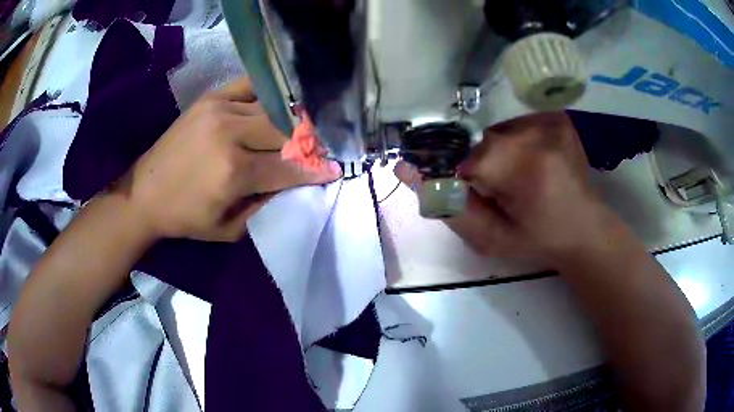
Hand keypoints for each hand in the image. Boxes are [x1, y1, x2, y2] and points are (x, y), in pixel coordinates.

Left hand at [119, 78, 341, 241]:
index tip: (336, 168)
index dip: (315, 168)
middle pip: (285, 130)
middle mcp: (230, 135)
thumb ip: (265, 205)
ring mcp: (220, 110)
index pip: (289, 166)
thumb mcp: (229, 229)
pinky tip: (277, 102)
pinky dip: (268, 94)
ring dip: (290, 119)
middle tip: (318, 148)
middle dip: (307, 141)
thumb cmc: (185, 218)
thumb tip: (294, 182)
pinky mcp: (211, 98)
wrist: (144, 192)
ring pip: (272, 108)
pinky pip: (250, 87)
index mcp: (234, 173)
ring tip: (301, 127)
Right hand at [396, 112, 612, 266]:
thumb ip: (448, 205)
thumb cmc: (539, 241)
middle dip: (478, 166)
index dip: (458, 175)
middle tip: (499, 192)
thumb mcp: (490, 238)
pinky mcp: (556, 118)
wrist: (585, 230)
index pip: (462, 154)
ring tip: (517, 180)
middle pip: (479, 141)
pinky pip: (515, 126)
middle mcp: (537, 133)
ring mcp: (550, 121)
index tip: (471, 194)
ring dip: (495, 154)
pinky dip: (512, 145)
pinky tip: (530, 166)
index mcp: (523, 167)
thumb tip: (405, 169)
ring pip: (496, 132)